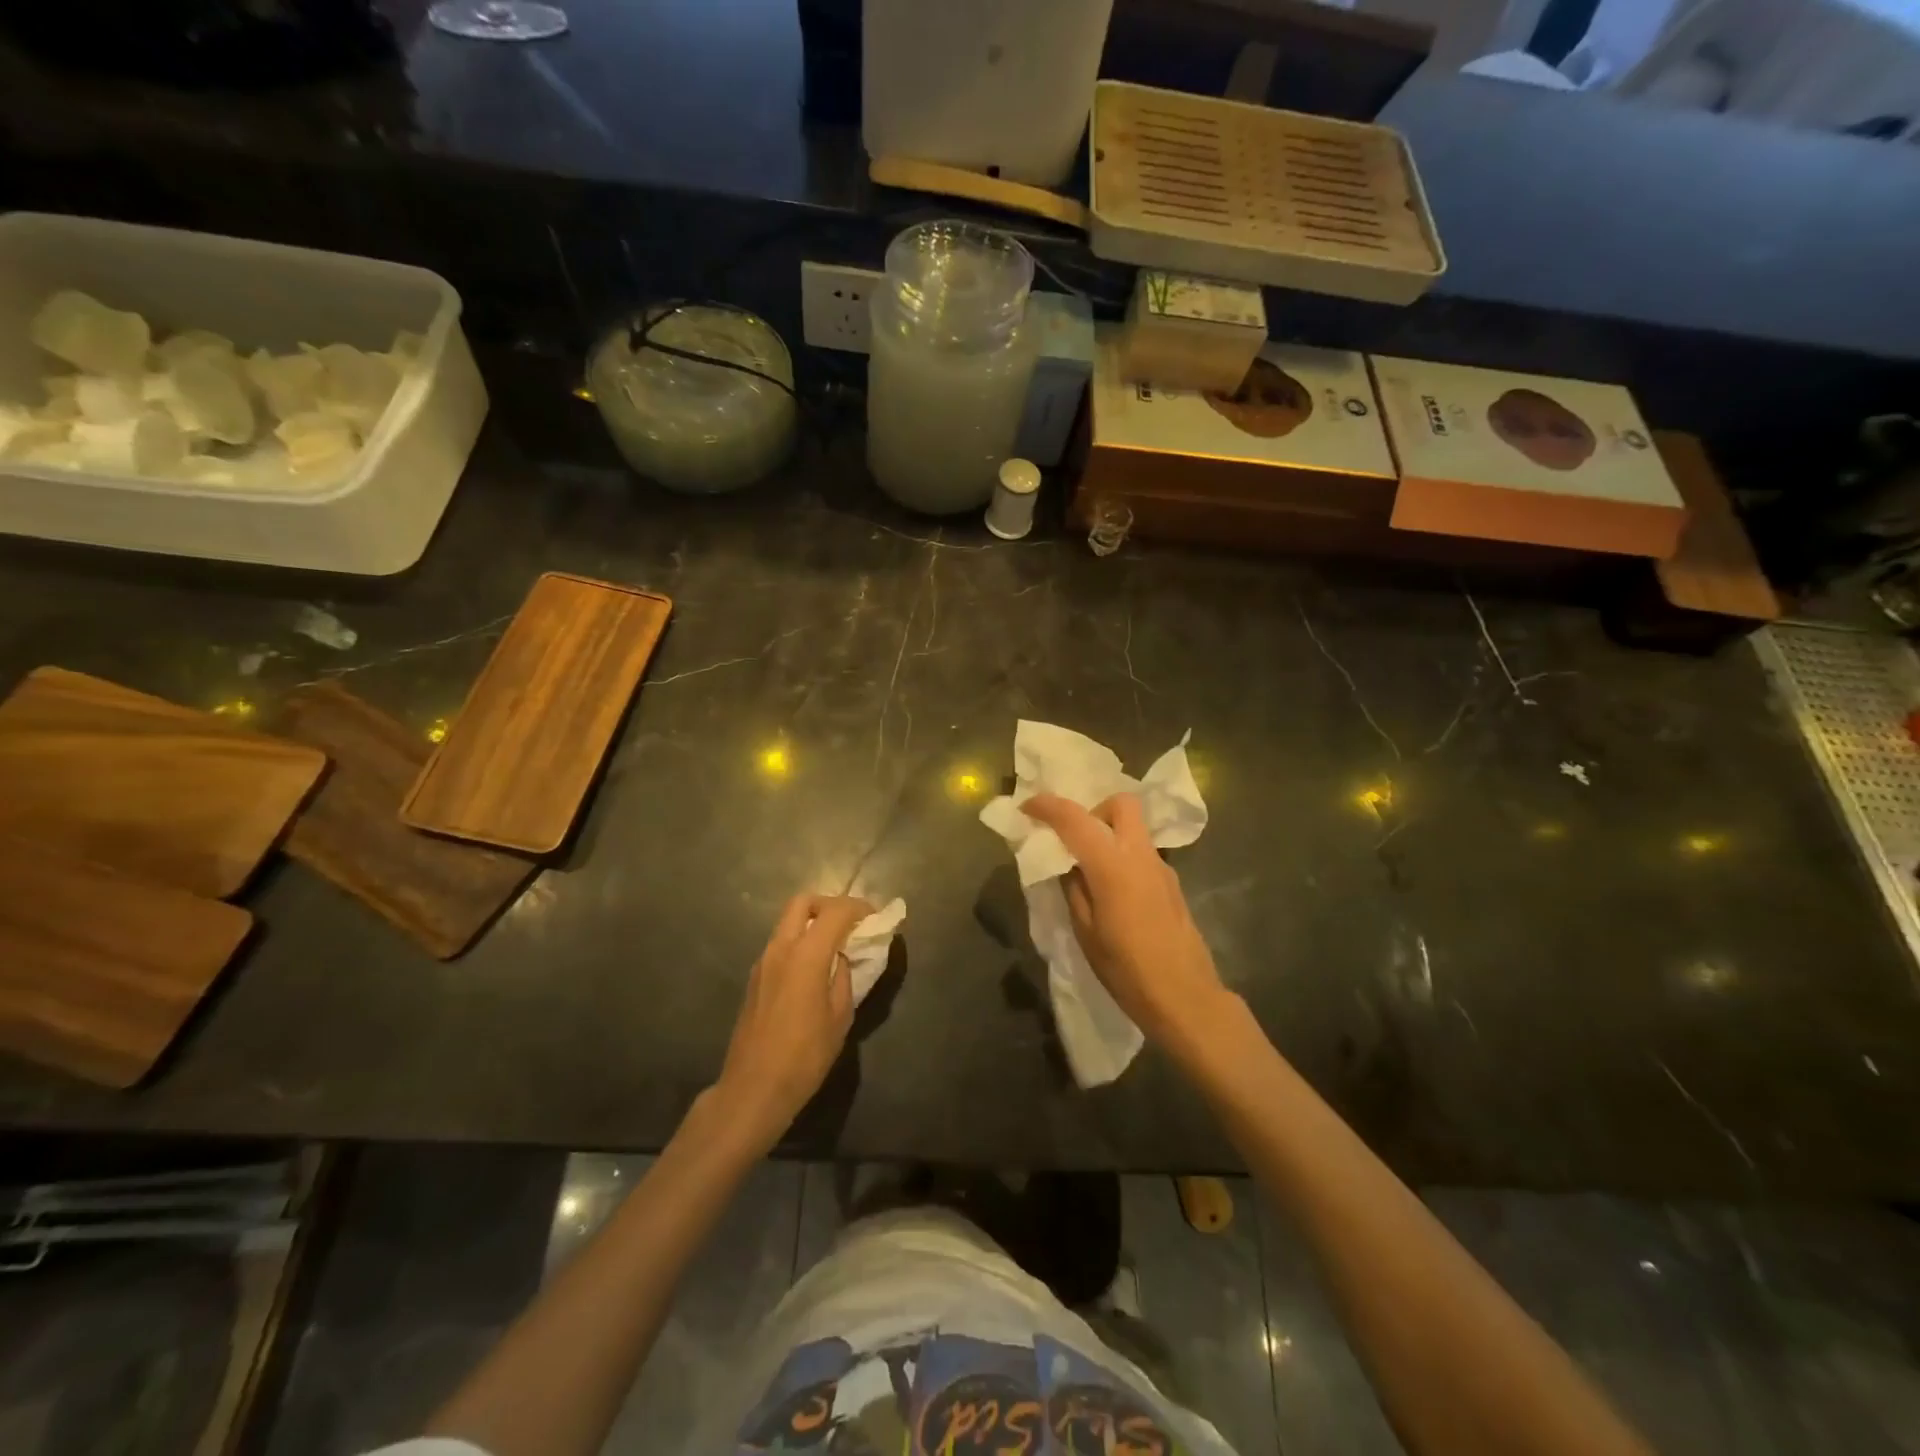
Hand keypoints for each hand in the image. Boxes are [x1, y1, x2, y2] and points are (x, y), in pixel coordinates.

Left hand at [710, 894, 872, 1150]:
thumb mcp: (839, 1018)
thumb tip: (844, 959)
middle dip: (830, 904)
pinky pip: (781, 943)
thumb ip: (844, 978)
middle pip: (803, 902)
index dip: (858, 908)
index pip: (835, 912)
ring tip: (836, 945)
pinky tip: (815, 968)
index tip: (875, 918)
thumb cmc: (804, 1057)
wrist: (753, 1089)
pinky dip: (800, 941)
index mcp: (806, 955)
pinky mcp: (755, 977)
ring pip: (788, 921)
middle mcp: (780, 948)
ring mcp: (763, 961)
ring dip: (813, 922)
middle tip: (851, 922)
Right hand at [1021, 793, 1231, 1050]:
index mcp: (1113, 865)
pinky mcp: (1172, 883)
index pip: (1075, 819)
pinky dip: (1122, 854)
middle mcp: (1141, 855)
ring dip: (1108, 833)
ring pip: (1134, 827)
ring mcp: (1161, 867)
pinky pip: (1141, 852)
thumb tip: (1068, 865)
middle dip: (1093, 809)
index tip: (1027, 807)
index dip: (1047, 806)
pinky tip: (1111, 891)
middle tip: (1073, 838)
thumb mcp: (1085, 932)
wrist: (1185, 998)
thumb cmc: (1127, 970)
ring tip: (1088, 868)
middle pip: (1121, 804)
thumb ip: (1074, 889)